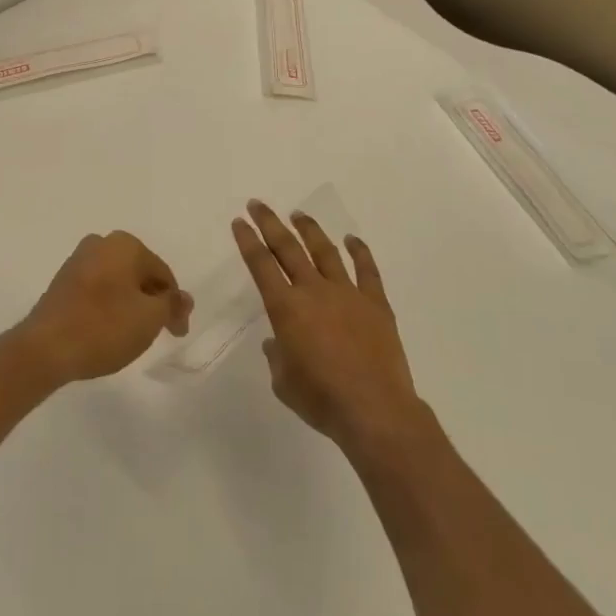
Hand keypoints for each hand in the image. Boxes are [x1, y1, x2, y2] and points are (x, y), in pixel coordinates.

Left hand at [14, 232, 192, 384]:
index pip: (162, 274)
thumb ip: (171, 305)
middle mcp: (101, 243)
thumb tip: (183, 298)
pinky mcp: (62, 282)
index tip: (177, 333)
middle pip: (139, 274)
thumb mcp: (149, 318)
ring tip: (132, 335)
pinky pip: (97, 291)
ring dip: (130, 304)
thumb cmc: (104, 326)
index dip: (174, 305)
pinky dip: (108, 307)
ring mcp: (78, 261)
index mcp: (125, 244)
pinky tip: (107, 331)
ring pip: (117, 282)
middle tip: (157, 333)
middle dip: (151, 302)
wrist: (45, 348)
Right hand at [233, 200, 423, 451]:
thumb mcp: (284, 383)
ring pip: (325, 251)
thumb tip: (277, 342)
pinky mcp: (375, 303)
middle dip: (270, 223)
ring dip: (309, 229)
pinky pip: (367, 270)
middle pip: (288, 248)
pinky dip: (359, 251)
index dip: (248, 241)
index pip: (261, 265)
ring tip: (297, 213)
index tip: (239, 222)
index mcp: (286, 308)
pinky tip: (352, 239)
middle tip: (258, 205)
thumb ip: (277, 356)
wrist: (375, 410)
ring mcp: (347, 293)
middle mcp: (314, 291)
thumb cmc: (322, 400)